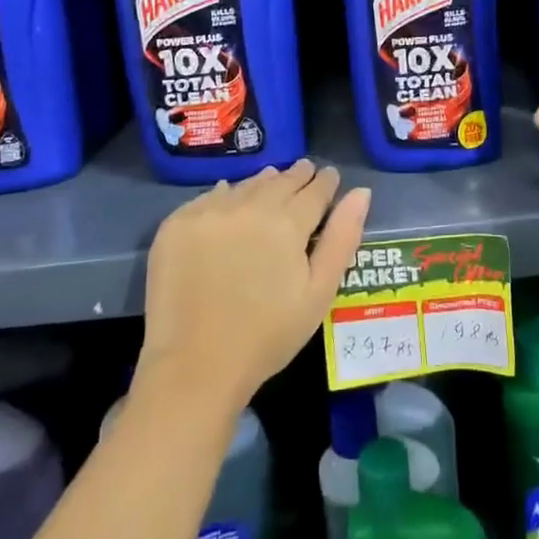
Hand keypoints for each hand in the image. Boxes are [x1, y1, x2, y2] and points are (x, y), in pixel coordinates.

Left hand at [139, 161, 369, 410]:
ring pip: (246, 185)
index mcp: (288, 223)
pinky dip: (225, 195)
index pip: (315, 189)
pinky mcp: (177, 224)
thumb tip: (361, 192)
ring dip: (263, 182)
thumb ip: (342, 238)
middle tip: (305, 172)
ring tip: (272, 182)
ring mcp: (209, 212)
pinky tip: (230, 200)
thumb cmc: (268, 336)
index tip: (329, 177)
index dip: (326, 182)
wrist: (194, 366)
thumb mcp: (319, 293)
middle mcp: (249, 206)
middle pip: (280, 180)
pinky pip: (209, 197)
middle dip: (297, 176)